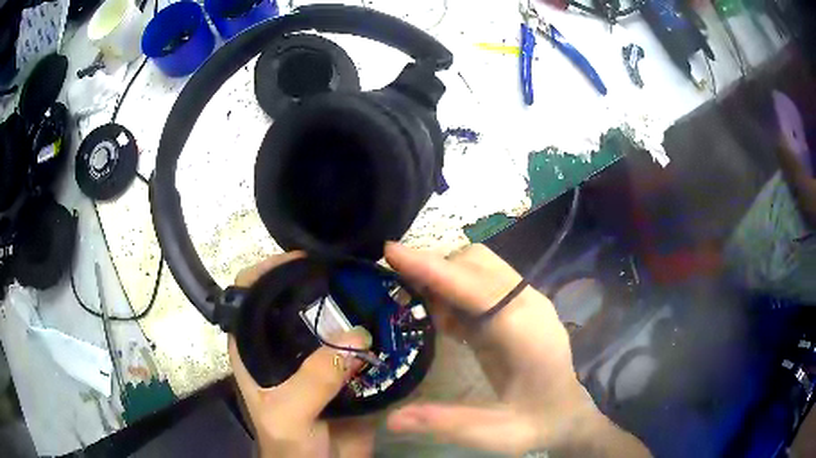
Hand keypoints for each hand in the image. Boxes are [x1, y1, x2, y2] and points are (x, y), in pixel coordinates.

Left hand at [229, 252, 376, 457]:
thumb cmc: (289, 447)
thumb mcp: (288, 415)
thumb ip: (314, 380)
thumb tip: (357, 335)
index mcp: (255, 349)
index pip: (251, 293)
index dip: (269, 270)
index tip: (304, 261)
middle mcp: (284, 346)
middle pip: (297, 300)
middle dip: (321, 283)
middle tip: (352, 272)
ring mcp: (317, 359)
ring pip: (333, 321)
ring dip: (354, 306)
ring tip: (379, 289)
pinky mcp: (348, 373)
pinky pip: (362, 346)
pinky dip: (376, 333)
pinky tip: (393, 320)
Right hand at [384, 242, 649, 456]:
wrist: (572, 411)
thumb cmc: (539, 422)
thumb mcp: (496, 434)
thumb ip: (447, 424)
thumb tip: (392, 419)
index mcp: (526, 333)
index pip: (477, 288)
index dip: (434, 269)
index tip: (392, 252)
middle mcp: (528, 305)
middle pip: (477, 263)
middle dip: (434, 268)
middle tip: (399, 293)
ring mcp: (525, 302)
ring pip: (479, 266)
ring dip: (444, 276)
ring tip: (420, 309)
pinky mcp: (518, 306)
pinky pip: (481, 282)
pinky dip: (454, 288)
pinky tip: (443, 319)